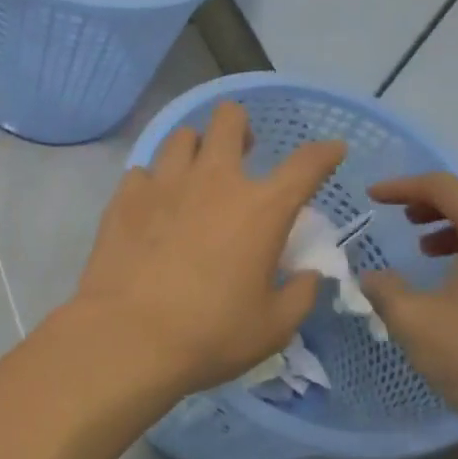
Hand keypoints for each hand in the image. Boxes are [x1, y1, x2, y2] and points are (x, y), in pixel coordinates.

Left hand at [67, 102, 345, 396]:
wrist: (128, 338)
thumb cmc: (210, 334)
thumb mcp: (273, 327)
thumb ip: (300, 295)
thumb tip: (308, 276)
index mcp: (262, 209)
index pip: (306, 164)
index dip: (325, 153)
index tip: (332, 150)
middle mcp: (214, 181)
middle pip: (229, 120)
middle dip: (239, 126)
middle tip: (240, 152)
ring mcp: (165, 184)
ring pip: (182, 137)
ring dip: (195, 149)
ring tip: (194, 174)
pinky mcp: (125, 197)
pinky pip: (143, 172)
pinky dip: (153, 183)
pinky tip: (153, 206)